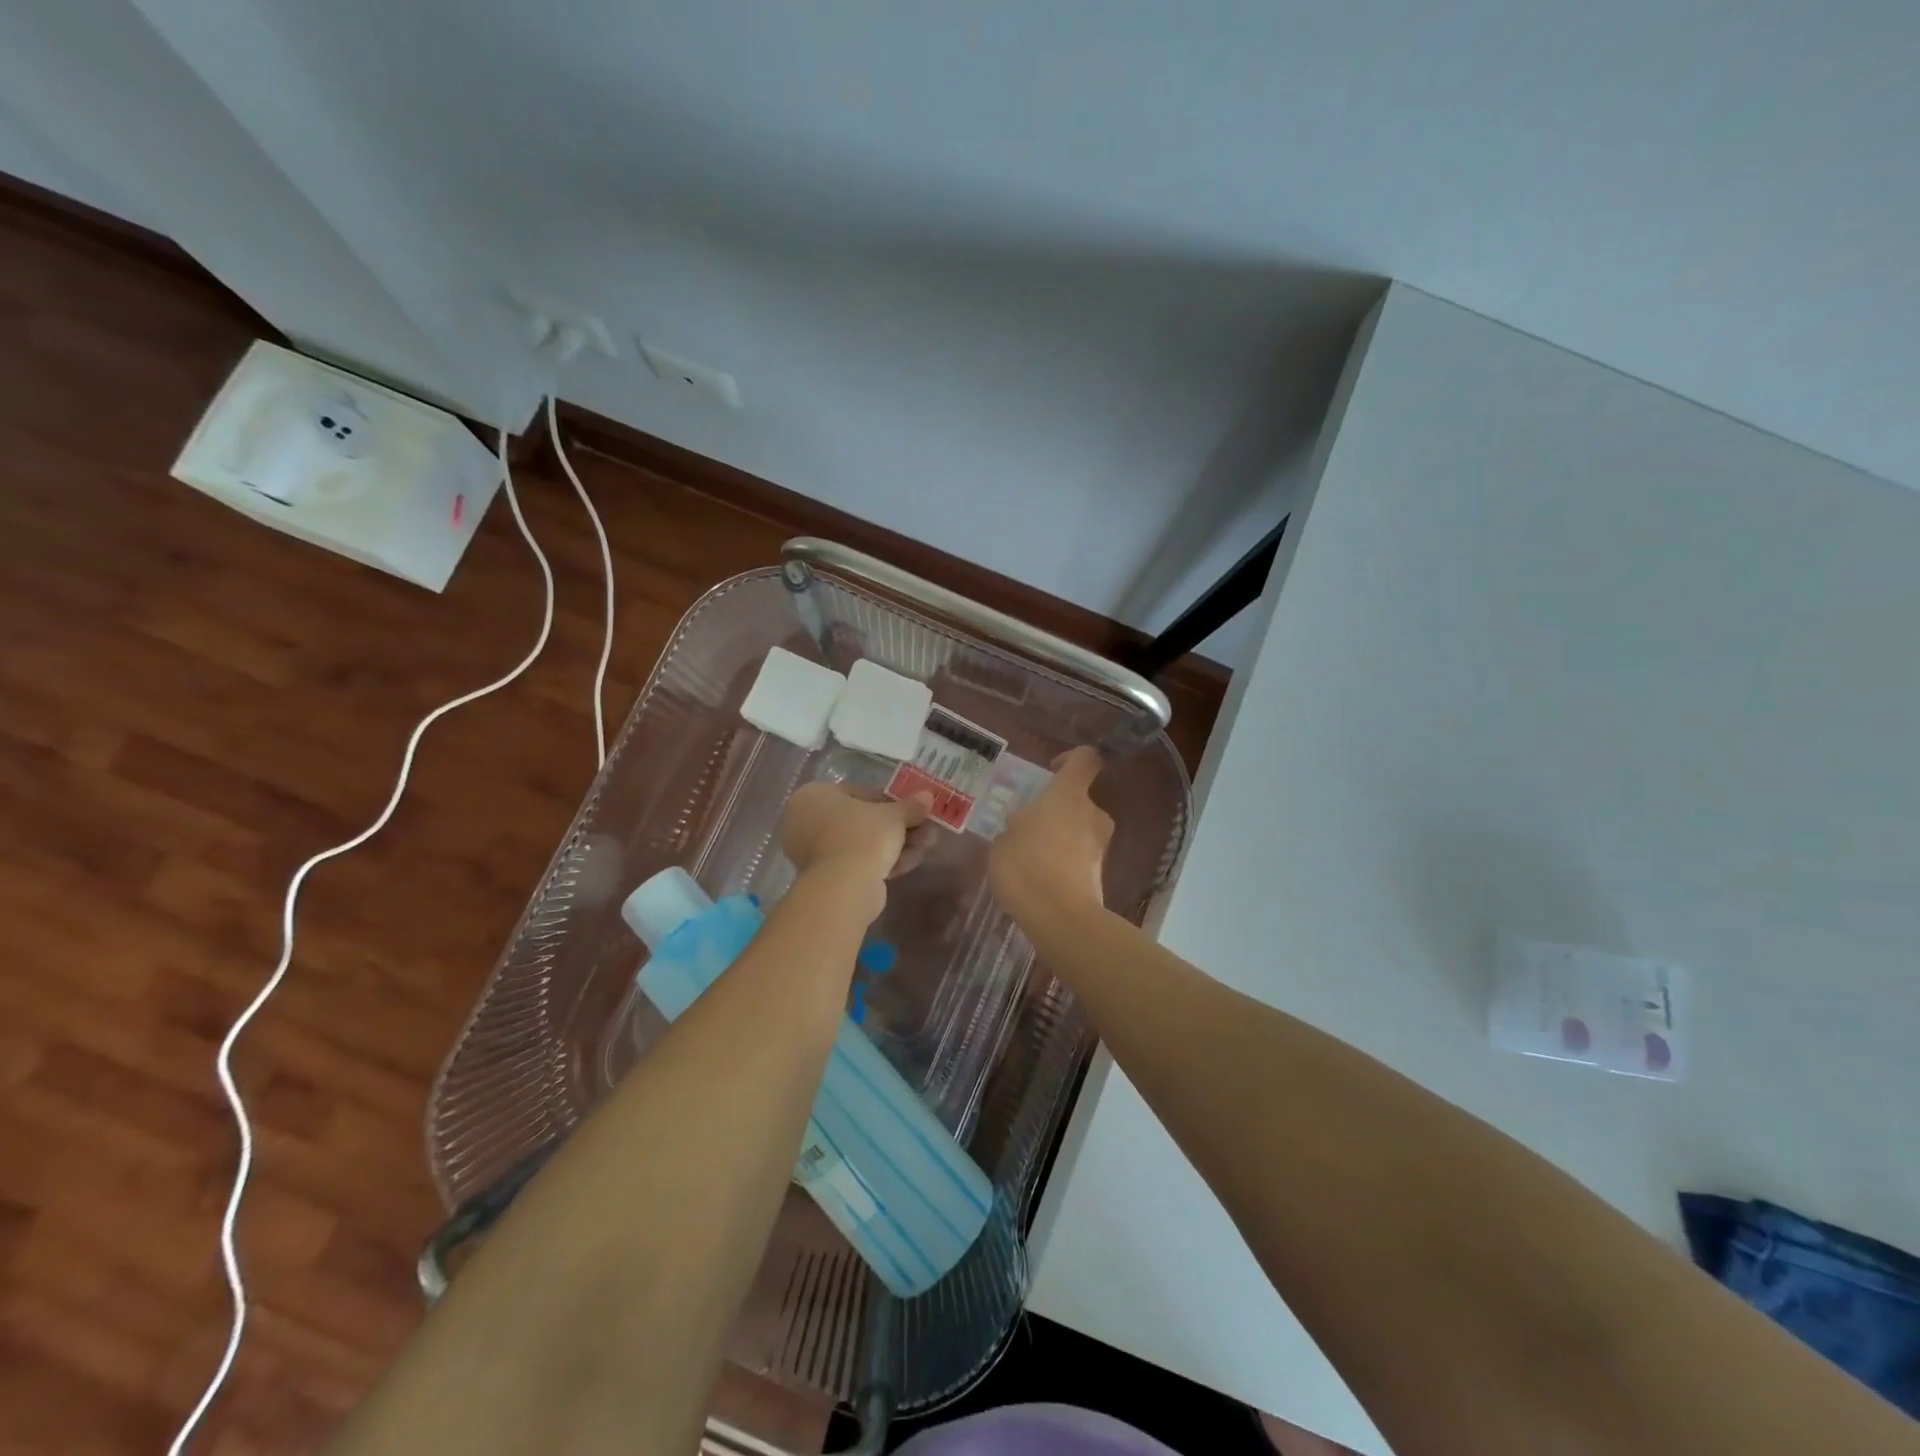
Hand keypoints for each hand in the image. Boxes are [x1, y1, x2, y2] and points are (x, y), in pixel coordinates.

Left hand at [780, 782, 933, 885]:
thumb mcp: (893, 815)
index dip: (892, 800)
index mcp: (813, 796)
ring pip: (863, 843)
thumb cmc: (862, 836)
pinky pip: (858, 862)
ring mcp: (814, 852)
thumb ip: (910, 805)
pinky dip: (884, 861)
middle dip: (898, 826)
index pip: (859, 792)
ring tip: (927, 846)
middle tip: (926, 828)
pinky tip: (913, 861)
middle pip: (863, 820)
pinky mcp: (826, 878)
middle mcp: (806, 821)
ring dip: (897, 844)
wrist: (844, 887)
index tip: (915, 808)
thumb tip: (928, 796)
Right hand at [989, 746, 1111, 924]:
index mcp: (1068, 795)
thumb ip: (1016, 826)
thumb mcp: (1003, 840)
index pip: (1085, 759)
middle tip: (1029, 826)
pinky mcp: (1100, 874)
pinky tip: (1041, 879)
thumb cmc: (1026, 865)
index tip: (1052, 770)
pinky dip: (1065, 862)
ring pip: (1081, 830)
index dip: (1072, 758)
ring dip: (1062, 837)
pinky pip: (1080, 858)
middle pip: (1080, 800)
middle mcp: (1092, 814)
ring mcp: (1100, 845)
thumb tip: (1023, 824)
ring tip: (1031, 857)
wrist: (1060, 917)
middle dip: (1058, 810)